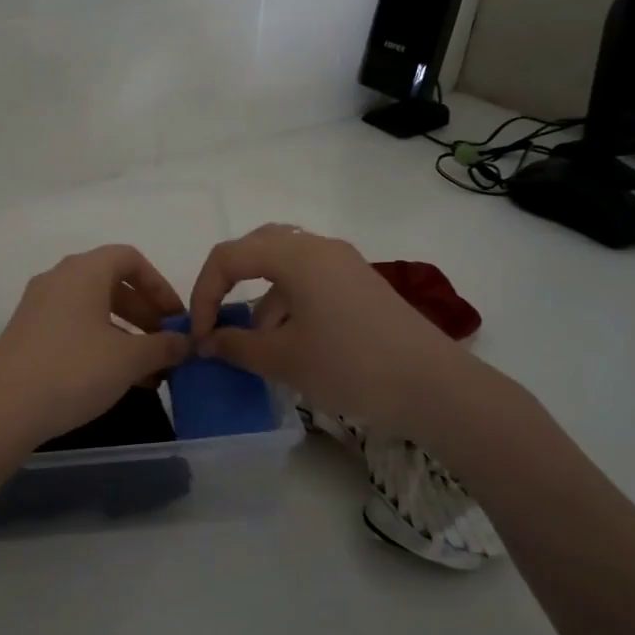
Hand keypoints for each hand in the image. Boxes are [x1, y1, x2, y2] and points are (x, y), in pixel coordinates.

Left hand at [0, 244, 190, 460]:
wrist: (2, 410)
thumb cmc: (73, 371)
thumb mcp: (129, 359)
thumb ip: (163, 346)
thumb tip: (185, 342)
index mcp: (83, 271)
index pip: (129, 259)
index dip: (159, 285)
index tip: (176, 317)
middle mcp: (58, 280)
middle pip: (112, 284)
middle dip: (145, 314)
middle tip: (166, 346)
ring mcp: (38, 308)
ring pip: (93, 310)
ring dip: (126, 334)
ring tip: (148, 371)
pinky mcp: (27, 335)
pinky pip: (74, 328)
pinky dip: (101, 345)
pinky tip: (117, 380)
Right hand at [188, 224, 458, 437]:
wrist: (433, 386)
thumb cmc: (350, 365)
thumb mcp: (282, 359)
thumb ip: (235, 345)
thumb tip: (206, 341)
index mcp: (295, 254)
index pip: (228, 257)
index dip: (204, 294)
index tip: (200, 336)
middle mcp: (318, 247)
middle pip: (256, 249)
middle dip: (228, 284)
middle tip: (217, 320)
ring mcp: (343, 264)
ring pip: (283, 265)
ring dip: (259, 297)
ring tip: (254, 342)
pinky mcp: (360, 284)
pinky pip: (309, 280)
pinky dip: (287, 303)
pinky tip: (290, 341)